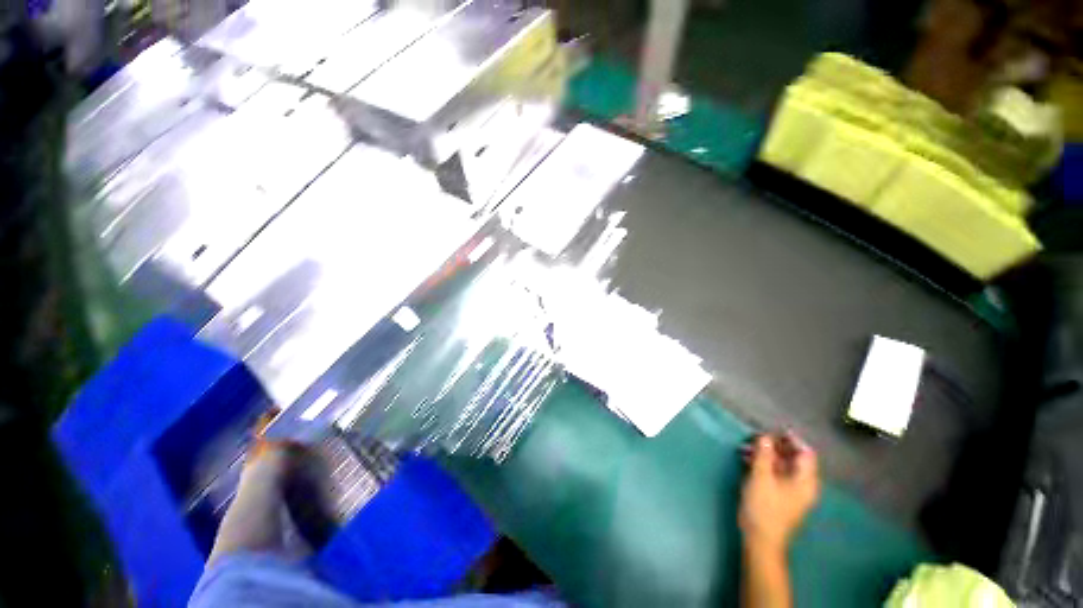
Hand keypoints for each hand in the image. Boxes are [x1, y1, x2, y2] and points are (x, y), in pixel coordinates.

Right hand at [739, 431, 819, 555]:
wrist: (761, 539)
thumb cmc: (764, 508)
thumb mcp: (761, 478)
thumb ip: (763, 455)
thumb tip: (765, 436)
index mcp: (805, 481)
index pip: (806, 453)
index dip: (792, 440)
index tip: (773, 430)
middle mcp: (802, 484)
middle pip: (793, 458)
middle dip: (774, 446)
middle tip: (755, 437)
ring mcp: (791, 491)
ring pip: (782, 465)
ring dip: (765, 454)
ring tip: (745, 447)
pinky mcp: (780, 496)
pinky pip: (775, 473)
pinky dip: (763, 464)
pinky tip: (747, 460)